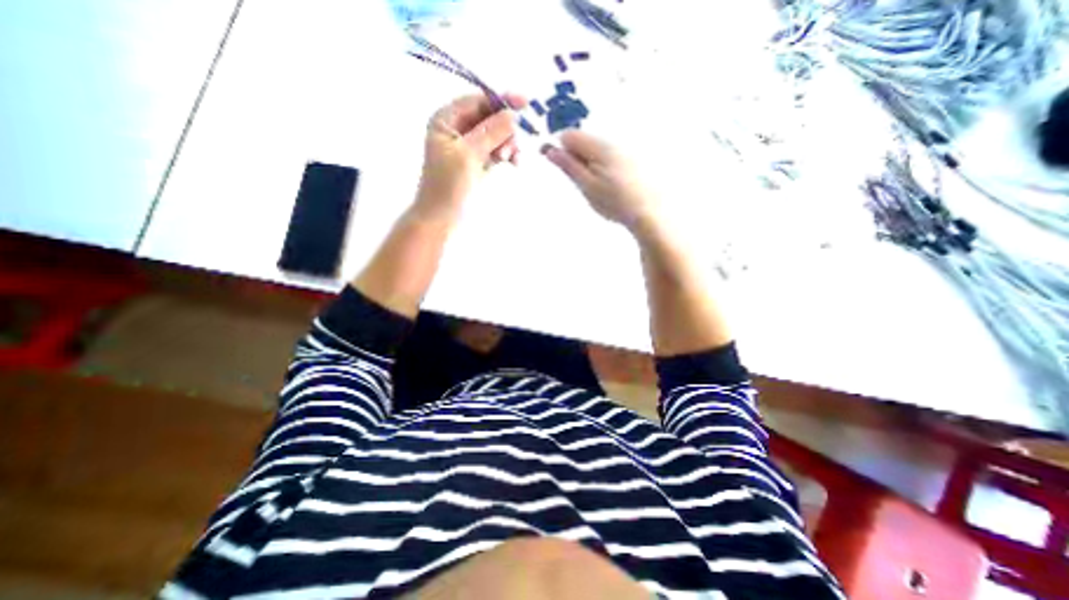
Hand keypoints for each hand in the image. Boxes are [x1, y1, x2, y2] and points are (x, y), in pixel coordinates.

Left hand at [412, 90, 525, 222]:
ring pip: (496, 135)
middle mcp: (457, 129)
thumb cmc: (448, 185)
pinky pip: (496, 151)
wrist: (442, 217)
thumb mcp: (468, 154)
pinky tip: (514, 163)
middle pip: (489, 117)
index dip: (501, 100)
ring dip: (507, 143)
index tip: (524, 104)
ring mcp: (468, 147)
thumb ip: (490, 132)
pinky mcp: (477, 163)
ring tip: (512, 160)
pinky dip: (506, 154)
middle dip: (505, 128)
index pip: (477, 100)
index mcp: (447, 120)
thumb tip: (512, 114)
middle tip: (514, 147)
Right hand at [543, 132, 659, 235]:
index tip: (564, 168)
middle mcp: (612, 142)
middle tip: (583, 183)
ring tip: (599, 188)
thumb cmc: (615, 202)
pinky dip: (603, 168)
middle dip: (577, 158)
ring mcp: (623, 149)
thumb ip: (568, 166)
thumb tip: (550, 150)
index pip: (569, 135)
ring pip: (596, 150)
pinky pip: (608, 157)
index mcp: (599, 147)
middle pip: (583, 141)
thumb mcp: (586, 186)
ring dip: (590, 165)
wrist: (648, 212)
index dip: (561, 151)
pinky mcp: (631, 159)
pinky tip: (610, 186)